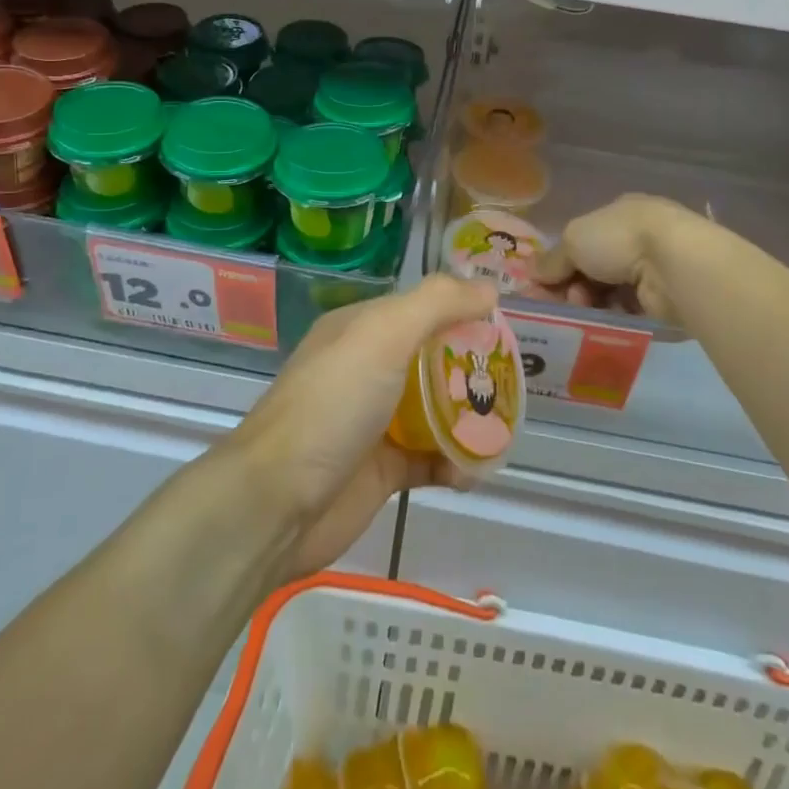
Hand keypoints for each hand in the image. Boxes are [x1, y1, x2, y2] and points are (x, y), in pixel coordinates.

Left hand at [231, 274, 497, 579]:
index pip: (421, 308)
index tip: (503, 324)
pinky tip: (471, 472)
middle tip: (511, 380)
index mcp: (362, 329)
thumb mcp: (383, 335)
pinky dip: (454, 463)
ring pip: (435, 410)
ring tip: (503, 429)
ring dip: (468, 418)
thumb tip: (489, 287)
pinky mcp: (383, 470)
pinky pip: (430, 458)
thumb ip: (437, 304)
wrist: (277, 502)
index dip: (461, 311)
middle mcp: (368, 368)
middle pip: (432, 358)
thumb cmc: (333, 404)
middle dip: (471, 367)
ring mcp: (375, 420)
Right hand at [535, 193, 712, 327]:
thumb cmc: (619, 239)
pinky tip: (598, 323)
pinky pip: (627, 310)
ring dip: (588, 302)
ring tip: (580, 311)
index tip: (540, 284)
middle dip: (571, 285)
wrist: (674, 265)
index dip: (559, 261)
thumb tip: (531, 273)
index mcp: (618, 214)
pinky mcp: (664, 298)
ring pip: (609, 291)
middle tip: (556, 302)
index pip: (582, 239)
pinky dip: (610, 316)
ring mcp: (653, 268)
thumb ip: (552, 259)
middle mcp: (637, 238)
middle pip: (593, 267)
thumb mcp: (573, 240)